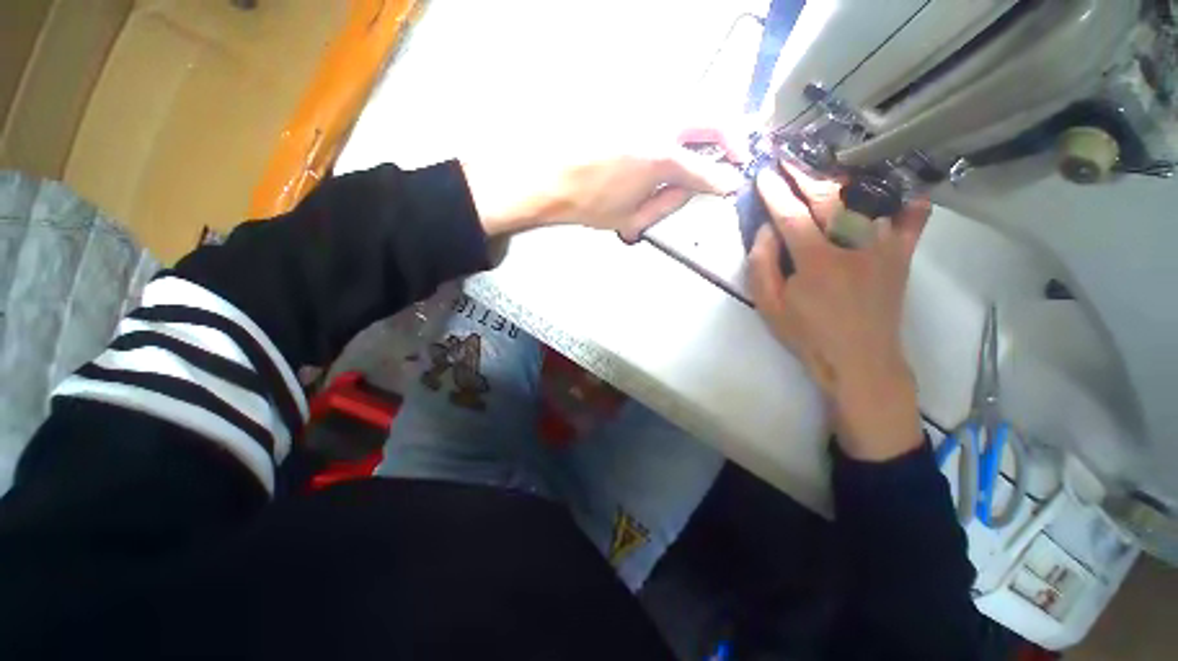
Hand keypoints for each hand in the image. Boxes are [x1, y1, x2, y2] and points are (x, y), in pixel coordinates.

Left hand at [461, 127, 744, 239]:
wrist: (549, 177)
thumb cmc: (589, 204)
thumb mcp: (632, 217)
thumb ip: (669, 204)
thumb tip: (692, 188)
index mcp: (661, 159)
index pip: (707, 171)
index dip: (724, 181)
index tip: (733, 185)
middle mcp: (660, 124)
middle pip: (713, 118)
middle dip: (732, 137)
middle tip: (736, 154)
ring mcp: (644, 108)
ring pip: (694, 106)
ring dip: (710, 125)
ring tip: (711, 146)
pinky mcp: (630, 102)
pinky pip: (669, 106)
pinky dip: (684, 120)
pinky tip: (678, 137)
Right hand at [748, 163, 930, 460]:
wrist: (859, 362)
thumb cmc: (807, 336)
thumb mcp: (769, 308)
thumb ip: (762, 266)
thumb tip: (766, 230)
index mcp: (816, 261)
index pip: (791, 214)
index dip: (774, 191)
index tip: (763, 173)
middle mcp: (853, 245)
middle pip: (827, 198)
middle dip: (803, 174)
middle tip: (787, 159)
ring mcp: (883, 248)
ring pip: (866, 200)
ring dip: (842, 178)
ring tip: (825, 165)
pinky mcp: (901, 257)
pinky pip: (911, 220)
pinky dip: (907, 200)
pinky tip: (903, 187)